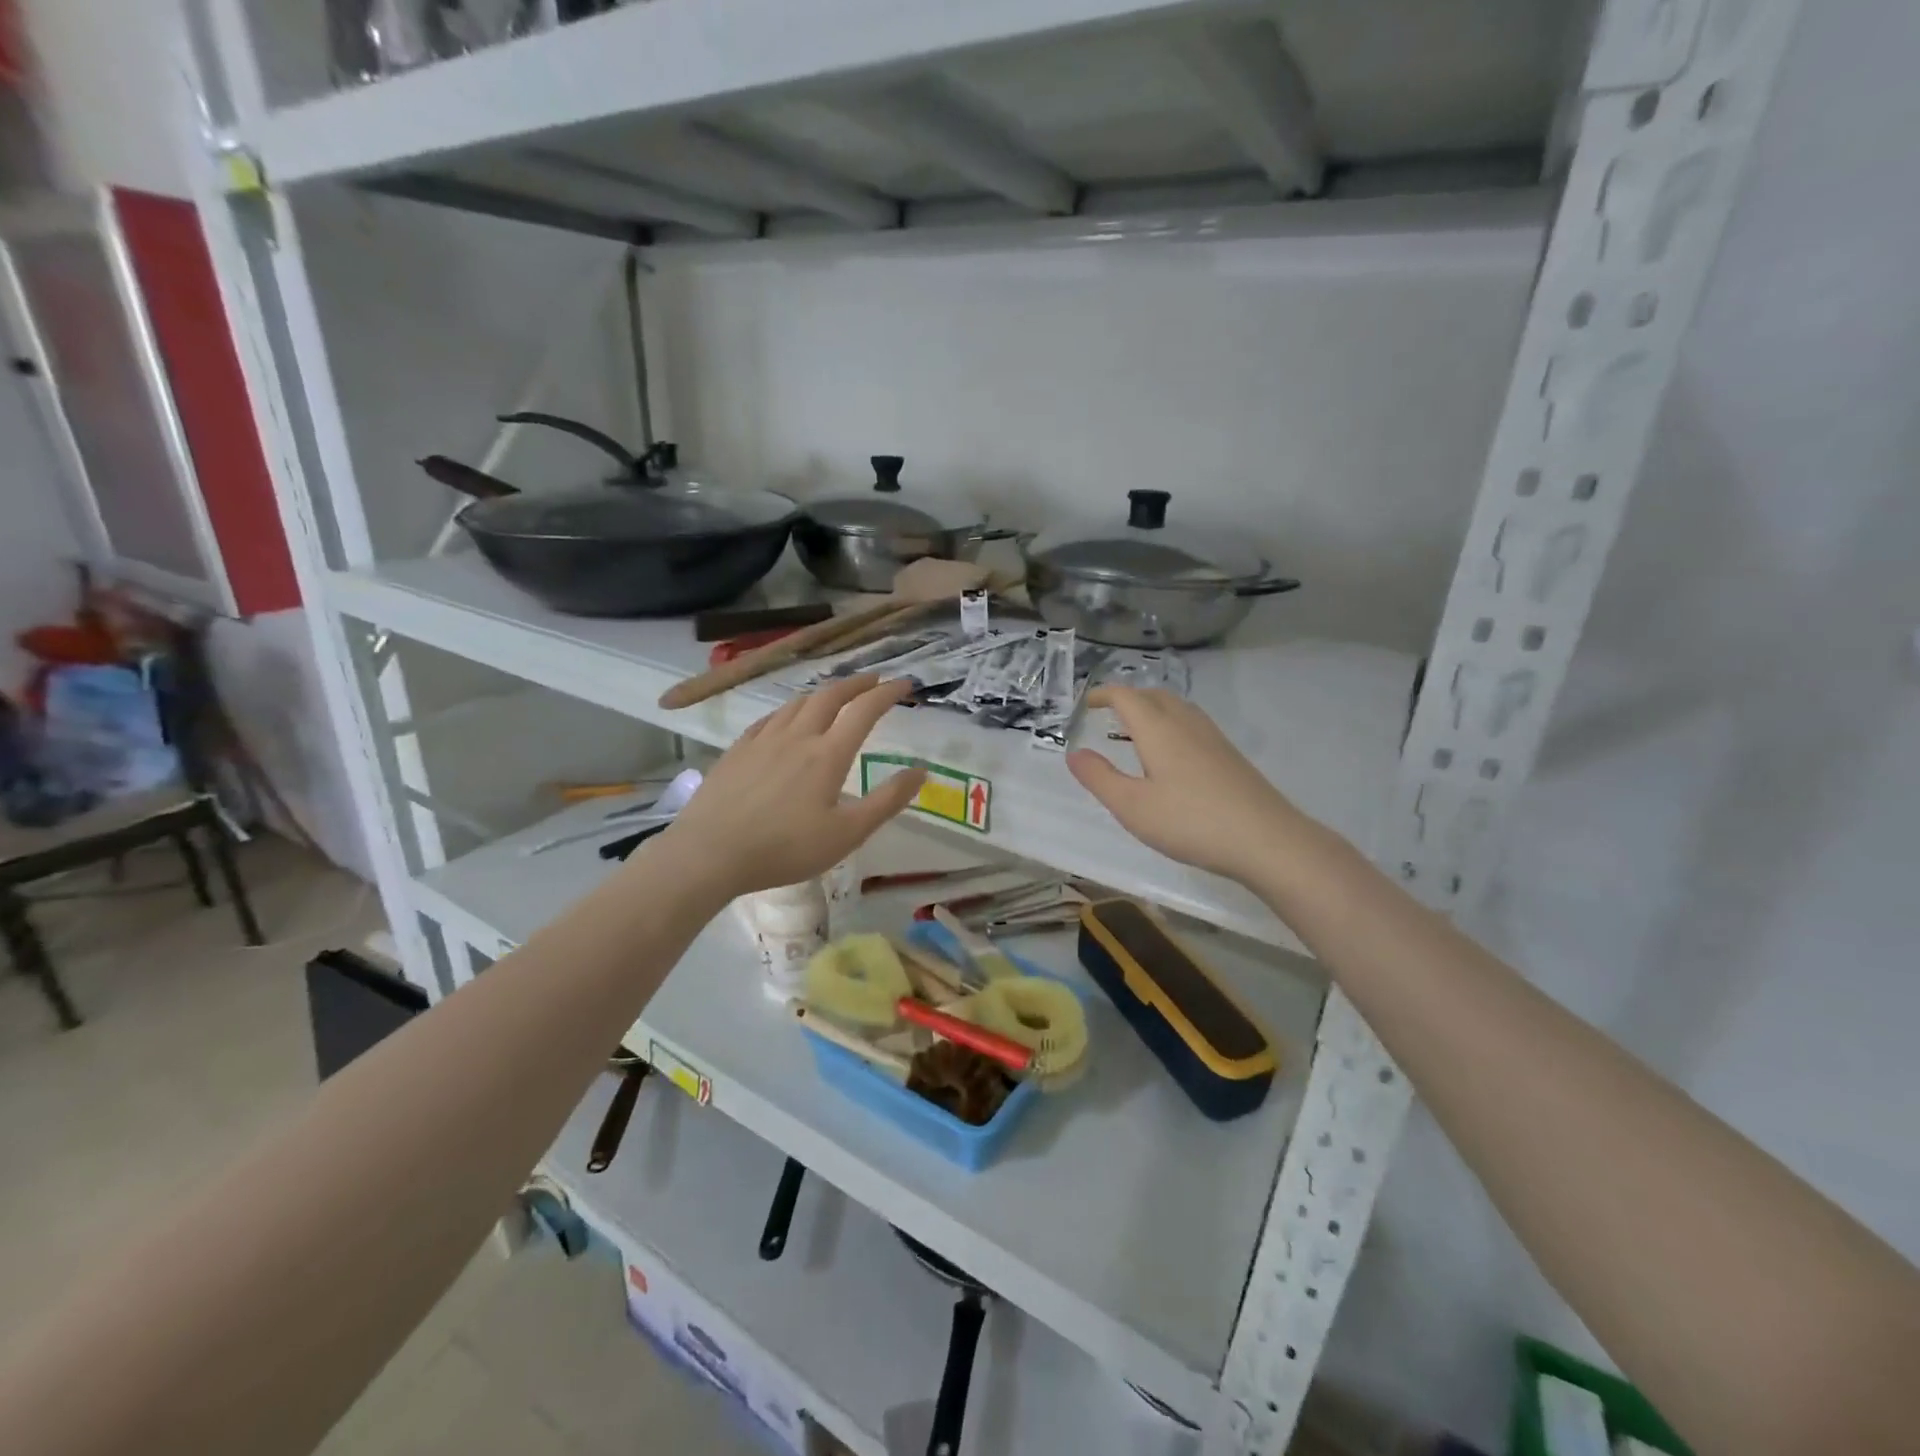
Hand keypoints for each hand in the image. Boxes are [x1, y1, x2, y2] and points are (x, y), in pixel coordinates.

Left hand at [659, 676, 926, 899]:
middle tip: (874, 680)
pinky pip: (770, 718)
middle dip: (856, 684)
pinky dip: (790, 710)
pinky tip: (786, 719)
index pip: (865, 710)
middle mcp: (798, 736)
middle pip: (830, 696)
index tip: (905, 684)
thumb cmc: (785, 849)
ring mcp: (763, 740)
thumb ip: (887, 801)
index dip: (888, 693)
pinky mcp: (738, 750)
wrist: (710, 853)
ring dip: (823, 693)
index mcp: (828, 754)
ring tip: (834, 696)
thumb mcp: (848, 834)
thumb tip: (922, 770)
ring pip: (798, 702)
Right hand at [1066, 687, 1307, 882]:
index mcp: (1158, 730)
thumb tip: (1074, 753)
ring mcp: (1213, 739)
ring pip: (1178, 709)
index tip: (1086, 704)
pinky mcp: (1230, 756)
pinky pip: (1193, 725)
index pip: (1126, 697)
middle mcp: (1186, 724)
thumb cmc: (1190, 822)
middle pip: (1154, 696)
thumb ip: (1100, 778)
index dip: (1103, 695)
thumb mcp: (1132, 806)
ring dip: (1152, 710)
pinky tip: (1172, 757)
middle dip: (1129, 698)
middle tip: (1109, 714)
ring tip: (1136, 732)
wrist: (1267, 840)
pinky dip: (1172, 726)